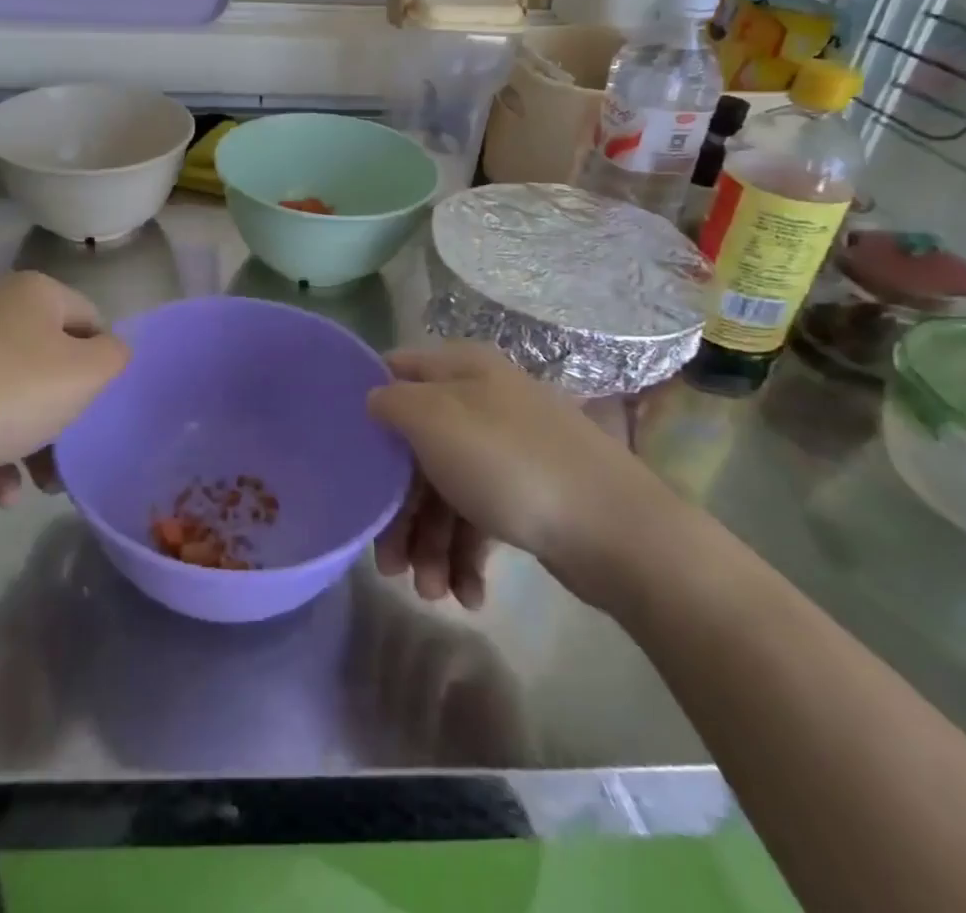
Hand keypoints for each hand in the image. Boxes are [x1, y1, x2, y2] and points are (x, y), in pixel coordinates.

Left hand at [0, 272, 128, 498]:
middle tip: (70, 458)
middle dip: (66, 416)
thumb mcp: (82, 377)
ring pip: (15, 392)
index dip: (102, 369)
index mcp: (37, 293)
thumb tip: (112, 351)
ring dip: (33, 440)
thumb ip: (114, 358)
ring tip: (38, 488)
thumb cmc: (3, 393)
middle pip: (52, 362)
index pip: (93, 323)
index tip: (97, 413)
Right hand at [367, 343, 686, 608]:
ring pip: (445, 490)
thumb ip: (392, 402)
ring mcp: (507, 451)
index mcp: (461, 371)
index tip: (345, 451)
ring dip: (430, 544)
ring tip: (431, 594)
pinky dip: (467, 555)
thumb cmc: (510, 465)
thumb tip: (374, 401)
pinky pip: (479, 518)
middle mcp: (482, 402)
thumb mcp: (434, 420)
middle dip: (398, 509)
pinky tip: (468, 594)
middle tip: (388, 564)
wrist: (619, 531)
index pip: (396, 372)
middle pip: (416, 448)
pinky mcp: (527, 495)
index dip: (367, 407)